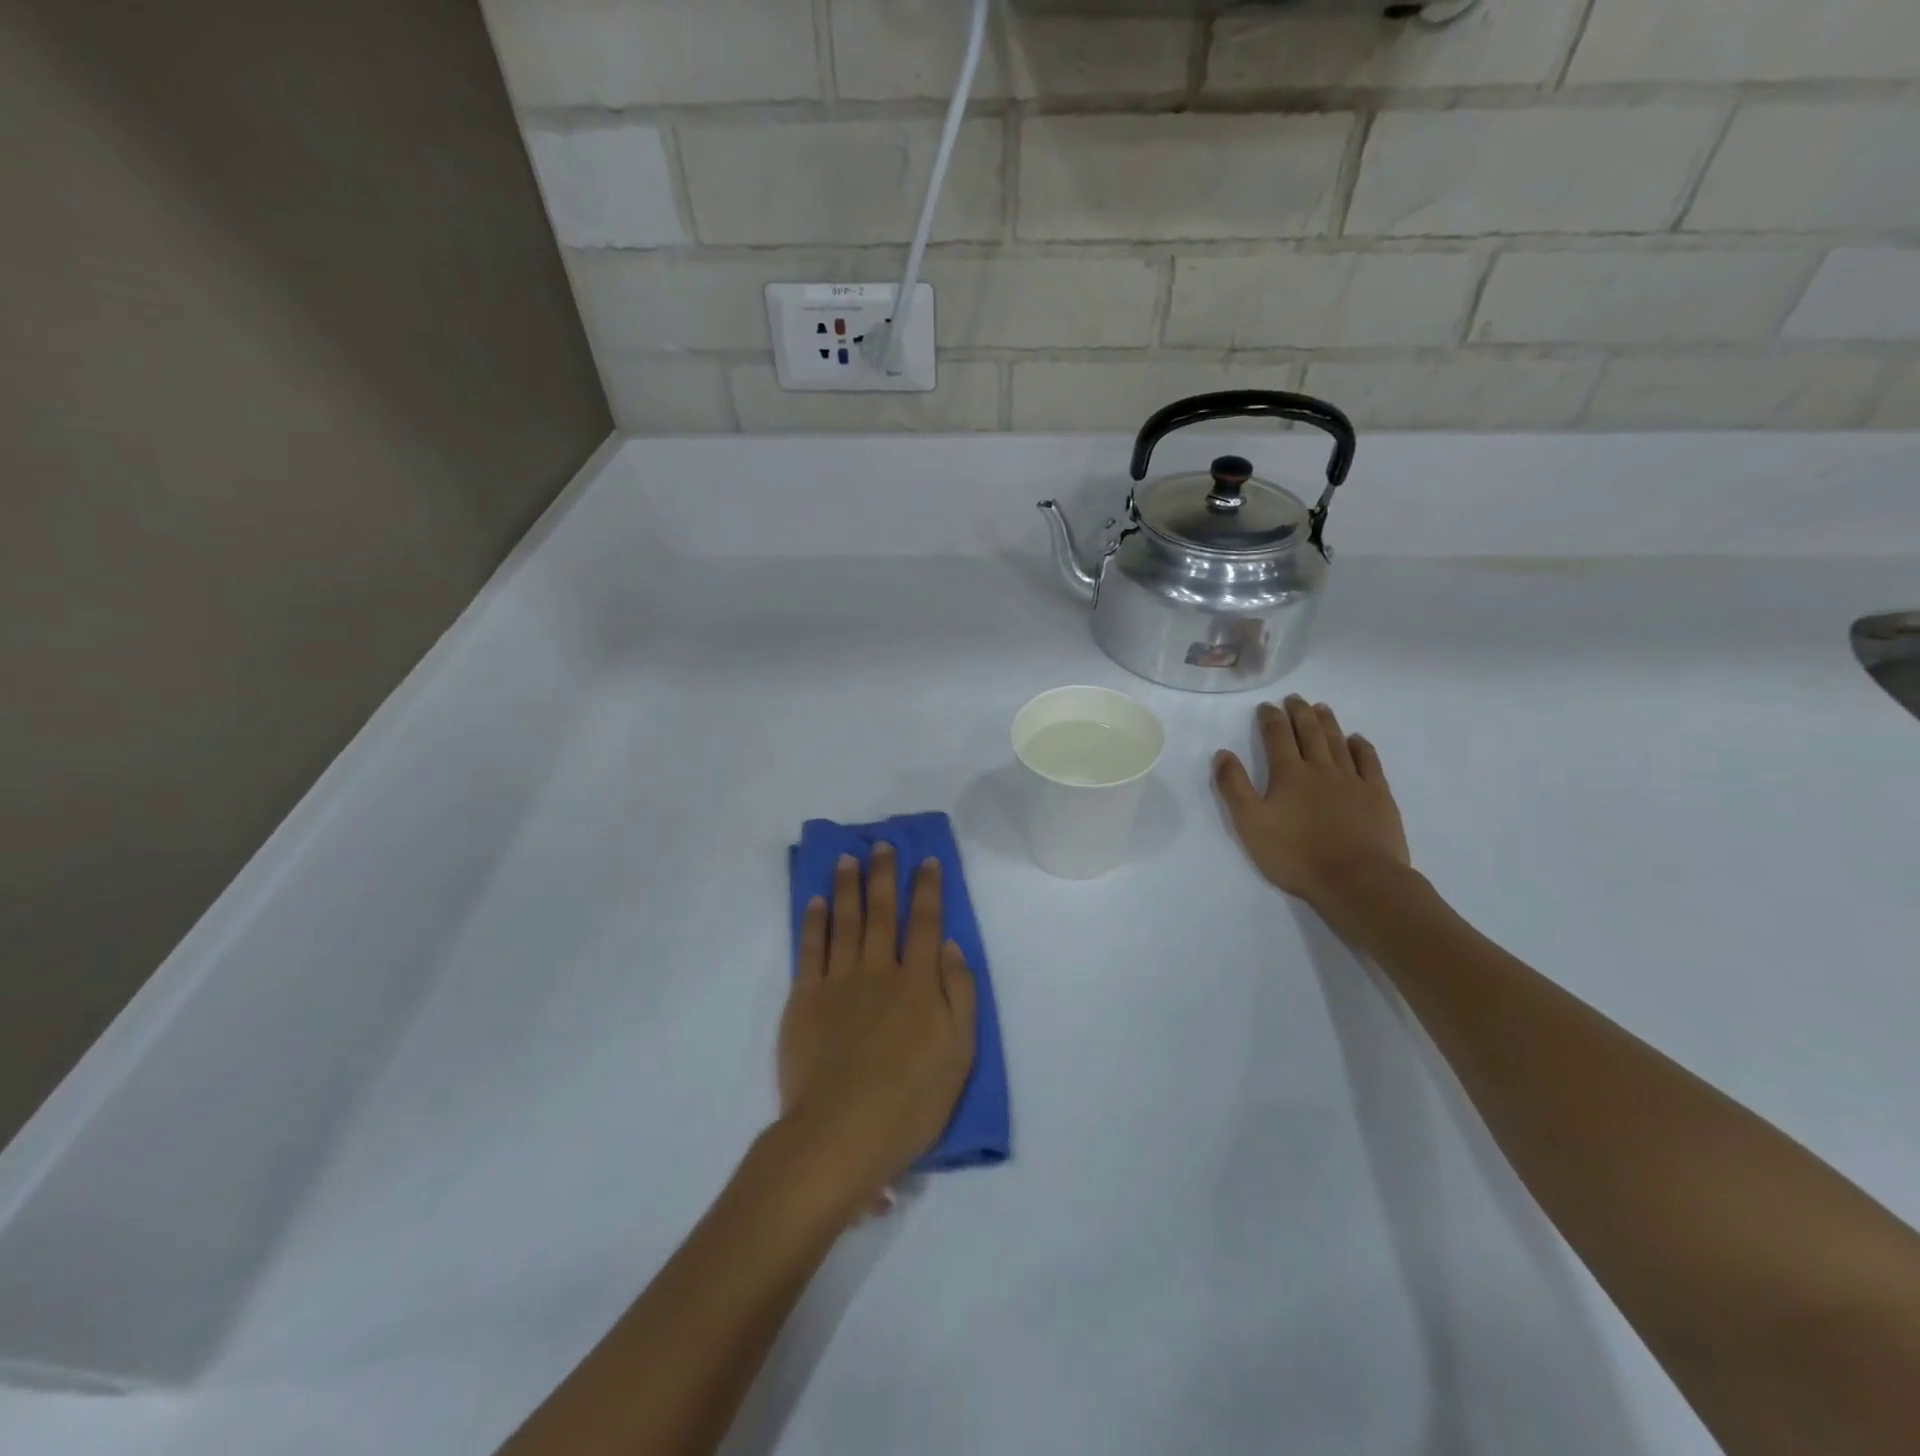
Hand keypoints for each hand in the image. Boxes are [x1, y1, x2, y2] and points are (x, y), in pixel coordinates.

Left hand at [777, 845, 976, 1218]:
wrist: (844, 1130)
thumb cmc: (912, 1099)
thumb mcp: (959, 1051)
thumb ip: (959, 993)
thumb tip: (949, 945)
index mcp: (919, 982)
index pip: (925, 922)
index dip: (927, 889)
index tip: (926, 861)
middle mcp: (879, 969)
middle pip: (882, 912)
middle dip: (884, 875)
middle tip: (882, 844)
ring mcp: (839, 981)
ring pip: (845, 921)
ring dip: (848, 887)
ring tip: (848, 859)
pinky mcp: (805, 999)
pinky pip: (810, 950)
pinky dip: (814, 922)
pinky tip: (816, 902)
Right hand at [1213, 696, 1410, 914]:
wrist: (1357, 879)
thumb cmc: (1296, 855)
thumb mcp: (1251, 824)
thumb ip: (1234, 787)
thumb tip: (1223, 753)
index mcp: (1288, 774)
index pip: (1277, 737)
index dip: (1270, 718)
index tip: (1266, 706)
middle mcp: (1321, 768)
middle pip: (1310, 732)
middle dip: (1299, 712)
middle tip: (1294, 698)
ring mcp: (1353, 780)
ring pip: (1338, 742)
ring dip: (1328, 722)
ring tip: (1321, 708)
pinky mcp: (1378, 796)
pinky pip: (1369, 762)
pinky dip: (1361, 746)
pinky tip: (1357, 739)